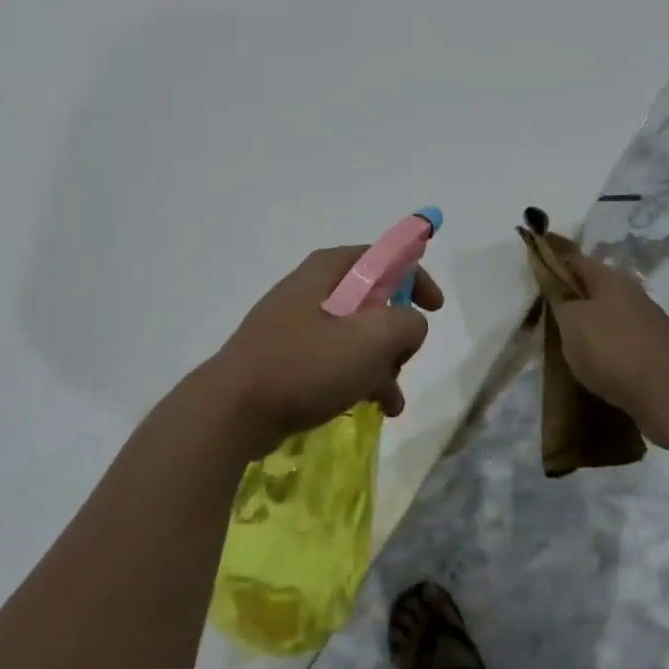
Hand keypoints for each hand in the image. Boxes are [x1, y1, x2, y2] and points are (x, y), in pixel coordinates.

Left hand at [209, 246, 443, 457]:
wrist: (233, 410)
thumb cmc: (306, 365)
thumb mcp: (372, 338)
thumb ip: (406, 323)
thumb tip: (408, 326)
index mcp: (327, 271)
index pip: (382, 257)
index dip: (414, 277)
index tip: (434, 307)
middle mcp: (310, 289)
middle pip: (371, 300)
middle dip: (395, 334)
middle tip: (402, 360)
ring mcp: (294, 325)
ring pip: (354, 336)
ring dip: (380, 364)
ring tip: (390, 400)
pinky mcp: (285, 358)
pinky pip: (332, 361)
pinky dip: (356, 378)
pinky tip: (370, 408)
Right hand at [548, 250, 668, 447]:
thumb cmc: (612, 348)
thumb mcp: (571, 321)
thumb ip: (560, 301)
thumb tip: (558, 289)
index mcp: (611, 279)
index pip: (576, 261)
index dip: (554, 265)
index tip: (535, 278)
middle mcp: (634, 295)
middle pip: (597, 290)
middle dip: (575, 300)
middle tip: (551, 317)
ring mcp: (651, 324)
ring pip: (612, 318)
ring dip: (594, 328)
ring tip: (573, 347)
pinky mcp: (660, 353)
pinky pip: (626, 345)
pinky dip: (611, 351)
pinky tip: (600, 367)